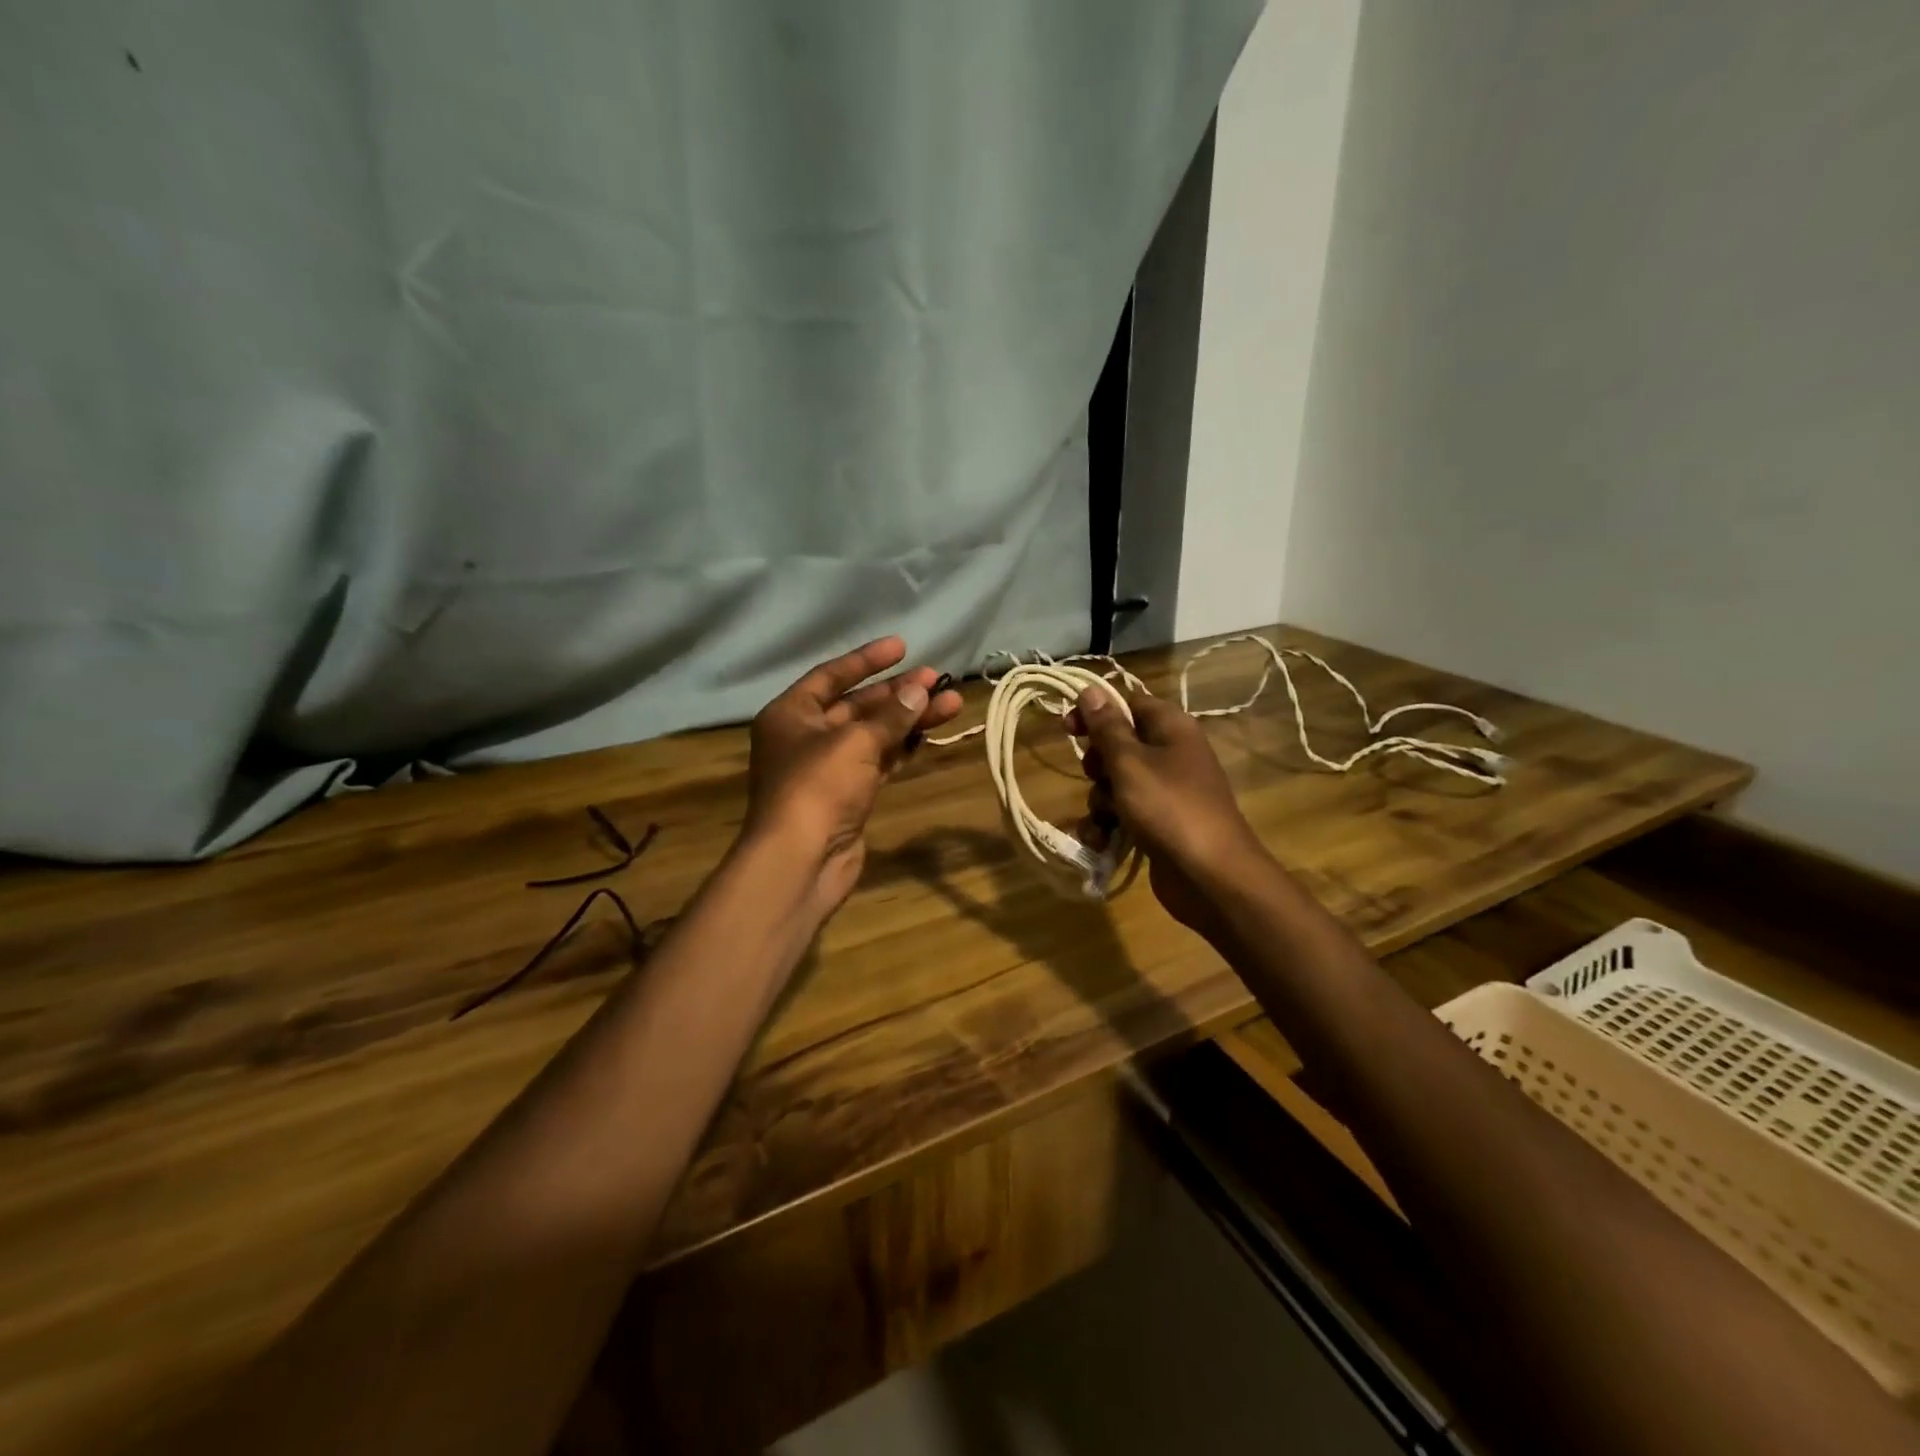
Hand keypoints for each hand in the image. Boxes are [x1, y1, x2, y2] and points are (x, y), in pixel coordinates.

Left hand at [746, 636, 962, 912]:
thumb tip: (920, 690)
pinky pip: (879, 761)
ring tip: (951, 703)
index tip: (902, 647)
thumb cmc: (818, 786)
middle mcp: (806, 737)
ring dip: (908, 720)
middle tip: (937, 680)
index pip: (831, 675)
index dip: (867, 660)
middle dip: (898, 692)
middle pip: (857, 705)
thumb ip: (891, 714)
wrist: (802, 859)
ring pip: (873, 735)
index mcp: (791, 714)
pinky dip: (902, 749)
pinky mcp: (848, 795)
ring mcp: (828, 768)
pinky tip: (929, 735)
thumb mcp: (855, 741)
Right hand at [1068, 685, 1267, 936]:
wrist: (1211, 877)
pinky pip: (1124, 813)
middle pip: (1119, 745)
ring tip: (1105, 819)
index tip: (1068, 728)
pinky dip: (1109, 825)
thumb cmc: (1169, 808)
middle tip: (1097, 777)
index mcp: (1171, 728)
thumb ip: (1107, 727)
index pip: (1127, 703)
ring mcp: (1166, 791)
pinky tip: (1102, 841)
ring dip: (1100, 800)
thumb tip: (1091, 689)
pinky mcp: (1159, 823)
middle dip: (1098, 764)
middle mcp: (1171, 754)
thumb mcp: (1130, 763)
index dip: (1096, 712)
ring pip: (1116, 782)